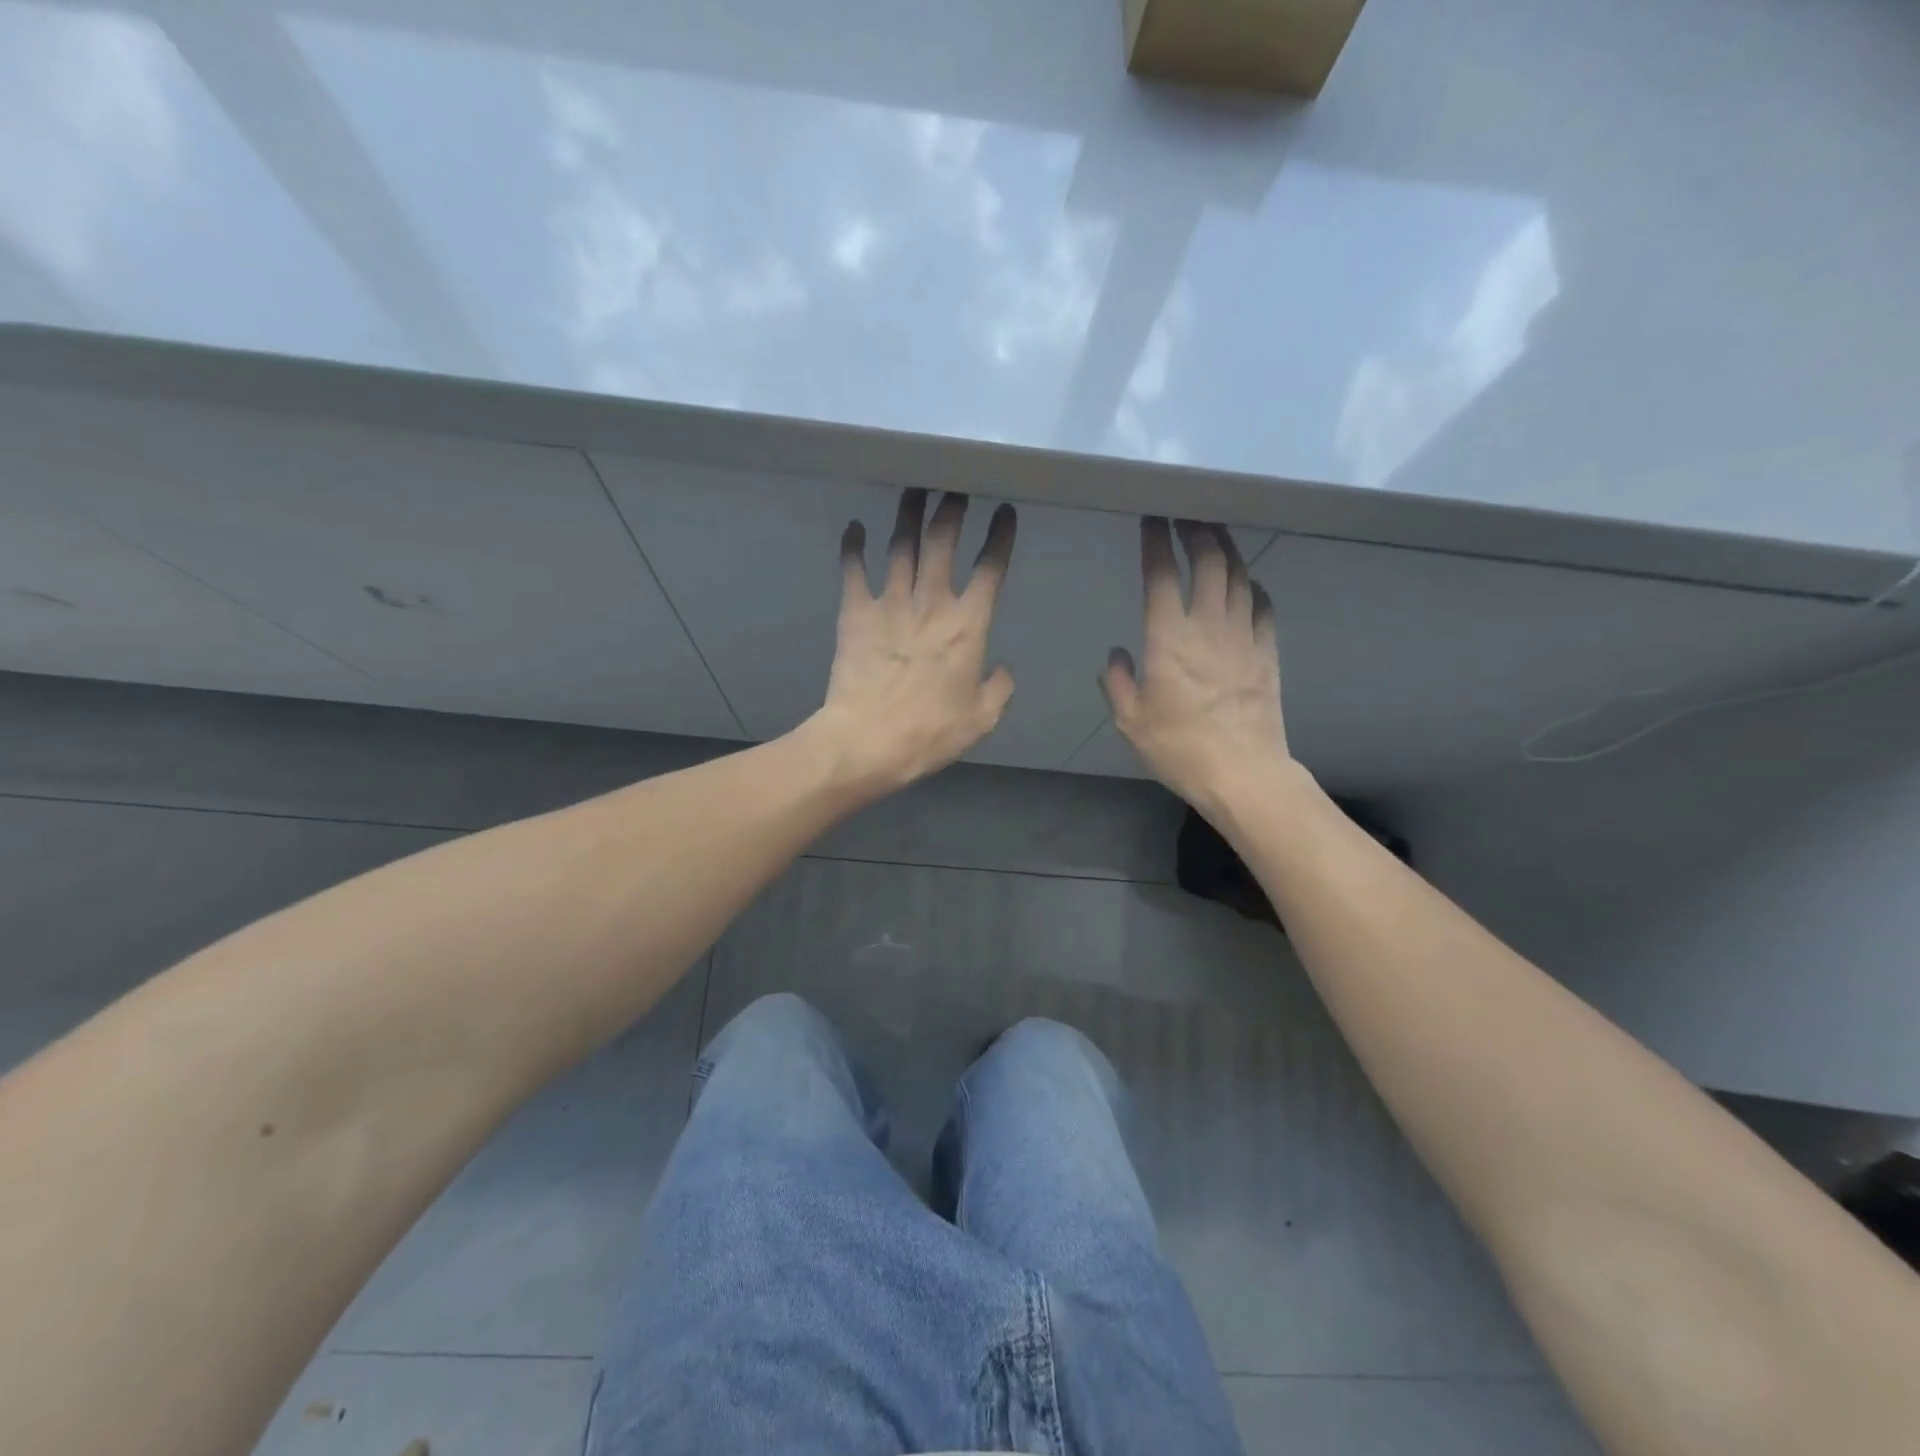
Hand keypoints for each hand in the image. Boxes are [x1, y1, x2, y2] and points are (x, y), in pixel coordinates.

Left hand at [810, 489, 1016, 791]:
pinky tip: (855, 527)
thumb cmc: (930, 732)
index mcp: (969, 625)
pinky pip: (854, 569)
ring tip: (915, 490)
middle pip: (943, 541)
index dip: (1000, 536)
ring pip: (902, 544)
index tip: (1005, 512)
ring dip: (910, 514)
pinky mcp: (855, 612)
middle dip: (952, 509)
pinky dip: (854, 545)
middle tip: (956, 488)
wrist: (868, 741)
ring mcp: (890, 603)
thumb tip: (1002, 667)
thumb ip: (1000, 687)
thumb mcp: (982, 718)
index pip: (991, 568)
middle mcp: (932, 602)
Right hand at [1102, 518, 1291, 808]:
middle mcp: (1208, 626)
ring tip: (1214, 534)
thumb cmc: (1179, 748)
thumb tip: (1118, 655)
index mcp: (1169, 639)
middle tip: (1185, 515)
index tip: (1151, 519)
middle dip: (1196, 530)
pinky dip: (1253, 586)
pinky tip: (1248, 582)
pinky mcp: (1267, 651)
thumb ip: (1118, 683)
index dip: (1155, 542)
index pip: (1161, 575)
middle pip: (1208, 561)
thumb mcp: (1131, 721)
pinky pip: (1263, 606)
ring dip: (1226, 548)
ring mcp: (1243, 635)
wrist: (1242, 772)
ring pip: (1238, 575)